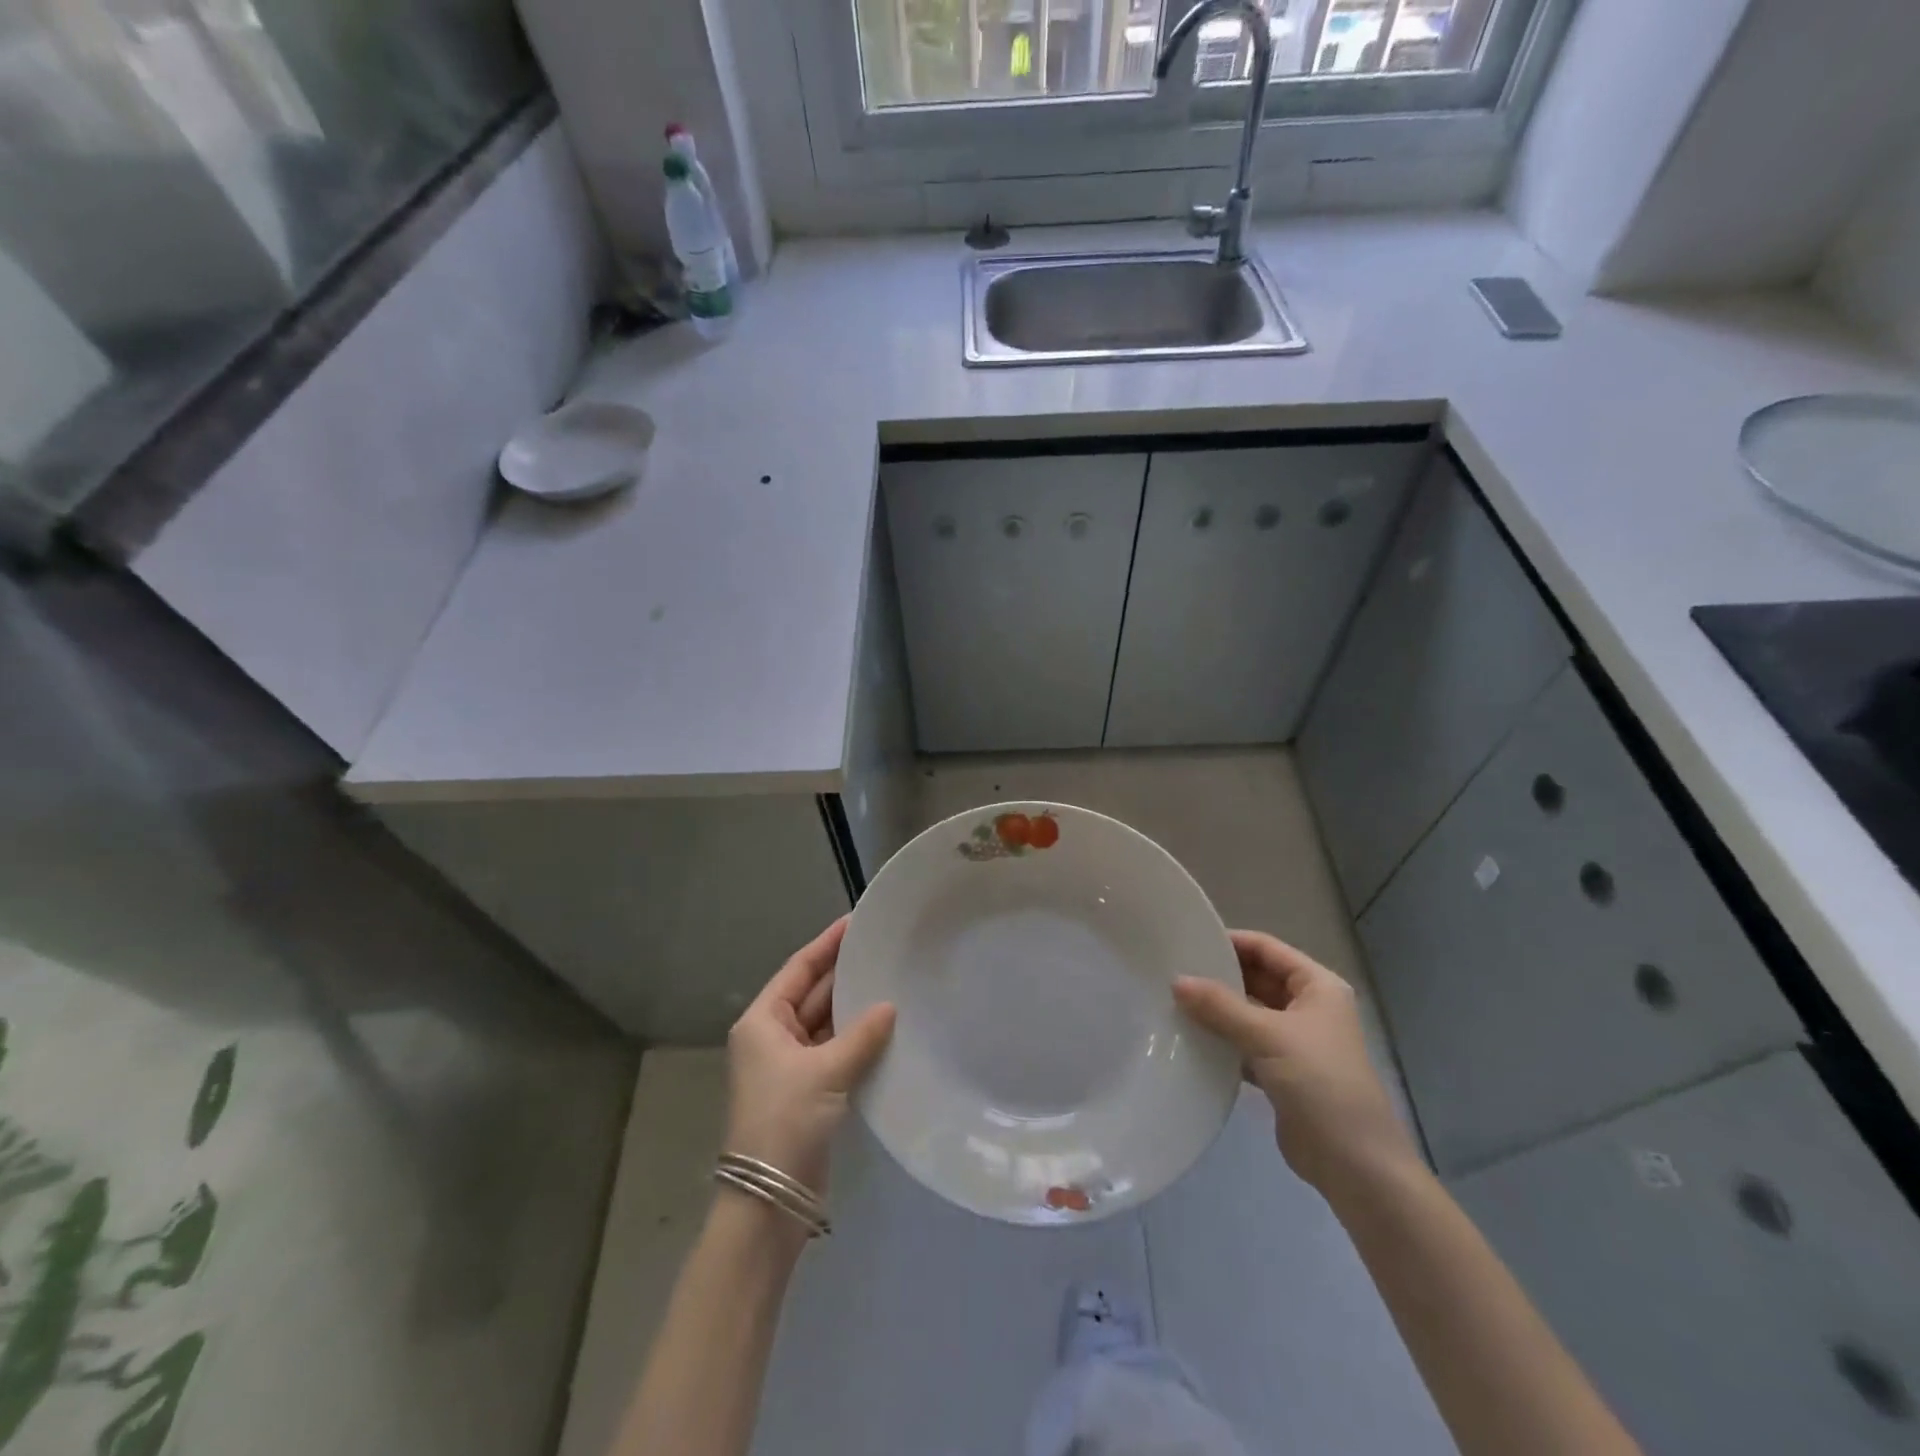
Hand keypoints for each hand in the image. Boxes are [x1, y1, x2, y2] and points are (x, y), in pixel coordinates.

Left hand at [725, 916, 895, 1200]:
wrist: (769, 1200)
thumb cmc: (785, 1120)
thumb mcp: (825, 1071)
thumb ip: (861, 1035)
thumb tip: (890, 1007)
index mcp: (762, 1021)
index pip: (798, 969)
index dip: (827, 944)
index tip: (856, 922)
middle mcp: (773, 1036)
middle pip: (812, 993)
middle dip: (844, 974)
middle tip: (884, 949)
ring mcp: (790, 1064)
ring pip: (826, 1023)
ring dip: (854, 1008)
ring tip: (892, 981)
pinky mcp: (808, 1090)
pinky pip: (835, 1050)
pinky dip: (857, 1039)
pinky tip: (887, 1027)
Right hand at [1174, 930, 1420, 1196]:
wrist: (1355, 1165)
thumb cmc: (1321, 1084)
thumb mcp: (1268, 1036)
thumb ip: (1221, 1006)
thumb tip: (1176, 981)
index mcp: (1317, 986)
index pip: (1267, 948)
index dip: (1230, 941)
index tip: (1187, 941)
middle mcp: (1308, 1007)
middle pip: (1256, 978)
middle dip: (1218, 976)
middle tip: (1172, 972)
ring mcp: (1295, 1041)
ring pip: (1248, 1013)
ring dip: (1217, 1010)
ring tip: (1172, 1002)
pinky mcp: (1281, 1072)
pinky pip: (1244, 1044)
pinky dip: (1221, 1040)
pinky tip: (1189, 1039)